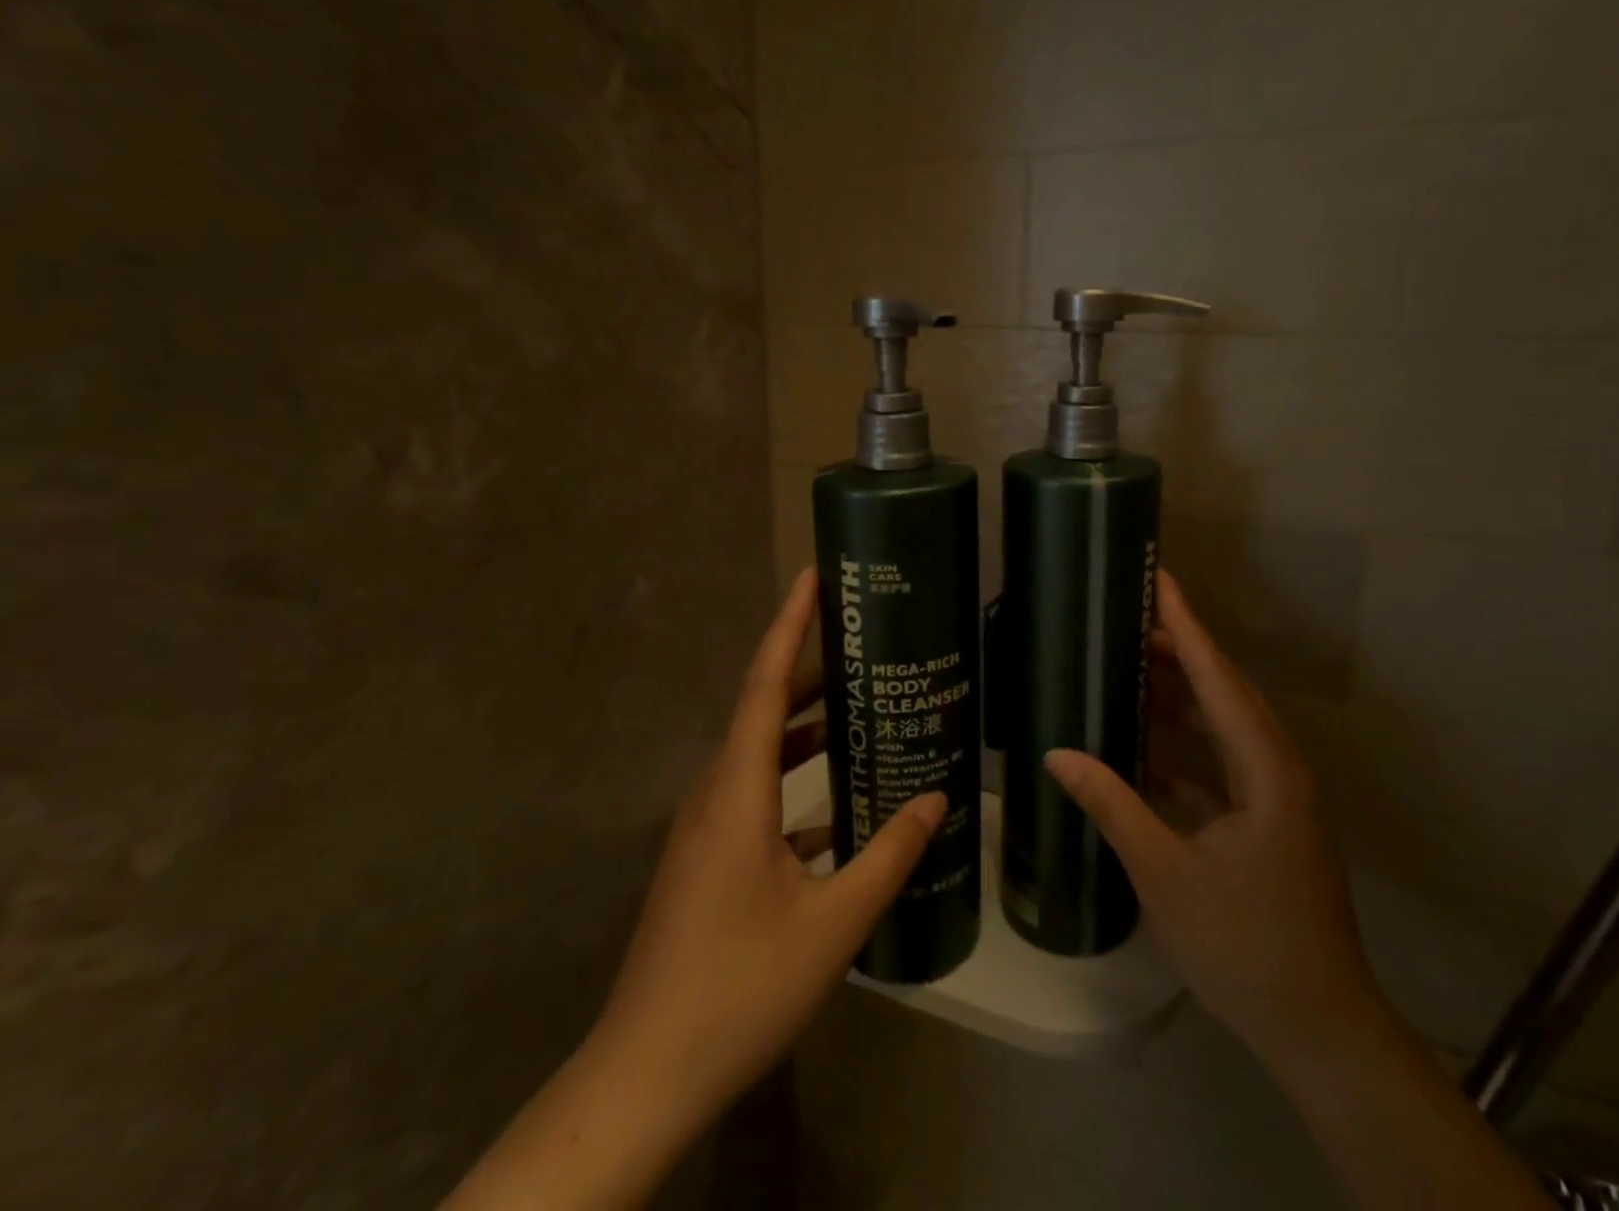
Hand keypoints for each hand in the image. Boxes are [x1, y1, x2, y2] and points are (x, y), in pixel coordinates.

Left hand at [443, 569, 944, 1210]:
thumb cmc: (739, 988)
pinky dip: (795, 782)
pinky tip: (837, 807)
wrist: (644, 1075)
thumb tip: (938, 799)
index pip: (765, 686)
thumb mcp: (832, 923)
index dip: (788, 627)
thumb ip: (889, 855)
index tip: (812, 578)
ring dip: (805, 729)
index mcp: (737, 792)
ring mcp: (704, 829)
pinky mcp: (705, 859)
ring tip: (859, 713)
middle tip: (864, 647)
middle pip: (764, 712)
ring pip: (759, 755)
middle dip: (811, 673)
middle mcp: (715, 794)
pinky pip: (755, 796)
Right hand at [1045, 571, 1385, 1075]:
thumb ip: (1112, 804)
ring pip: (1226, 726)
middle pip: (1225, 691)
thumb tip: (1057, 753)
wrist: (1320, 1029)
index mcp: (1265, 768)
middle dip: (1180, 652)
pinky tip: (1146, 749)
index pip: (1218, 678)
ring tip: (1131, 670)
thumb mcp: (1165, 872)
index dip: (1186, 627)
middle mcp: (1278, 768)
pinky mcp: (1270, 822)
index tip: (1158, 582)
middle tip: (1128, 621)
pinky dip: (1187, 747)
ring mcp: (1278, 796)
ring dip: (1182, 698)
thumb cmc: (1245, 945)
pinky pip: (1224, 762)